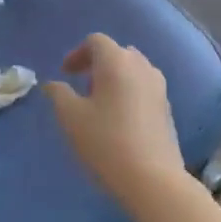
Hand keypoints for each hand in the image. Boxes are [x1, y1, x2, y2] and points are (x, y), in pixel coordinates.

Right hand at [45, 35, 187, 207]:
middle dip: (96, 64)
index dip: (77, 54)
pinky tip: (119, 120)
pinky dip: (128, 92)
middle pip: (117, 52)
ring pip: (132, 70)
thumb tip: (53, 84)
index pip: (96, 41)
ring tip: (99, 103)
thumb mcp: (71, 118)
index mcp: (117, 62)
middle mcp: (142, 67)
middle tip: (81, 86)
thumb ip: (58, 94)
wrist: (153, 180)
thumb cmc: (106, 142)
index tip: (65, 74)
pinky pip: (143, 88)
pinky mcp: (167, 108)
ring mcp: (159, 87)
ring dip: (113, 78)